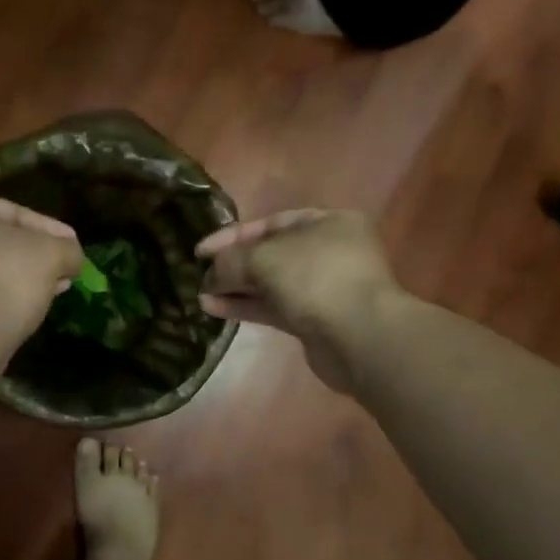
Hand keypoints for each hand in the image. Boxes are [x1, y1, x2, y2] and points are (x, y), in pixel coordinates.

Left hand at [0, 194, 83, 351]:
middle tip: (66, 268)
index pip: (16, 213)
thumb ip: (67, 248)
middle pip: (1, 240)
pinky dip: (3, 293)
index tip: (74, 245)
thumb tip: (72, 257)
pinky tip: (30, 305)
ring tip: (55, 288)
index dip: (51, 230)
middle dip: (37, 254)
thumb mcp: (51, 254)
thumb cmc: (6, 278)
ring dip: (23, 276)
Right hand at [196, 209, 402, 393]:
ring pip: (272, 284)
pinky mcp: (317, 321)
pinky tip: (216, 310)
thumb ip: (231, 261)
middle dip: (234, 265)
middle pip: (272, 254)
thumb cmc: (315, 278)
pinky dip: (247, 307)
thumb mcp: (263, 258)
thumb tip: (211, 274)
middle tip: (201, 275)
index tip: (199, 250)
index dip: (232, 235)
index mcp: (328, 222)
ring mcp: (325, 288)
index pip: (271, 222)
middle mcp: (330, 251)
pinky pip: (276, 308)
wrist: (359, 336)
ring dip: (237, 288)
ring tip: (201, 296)